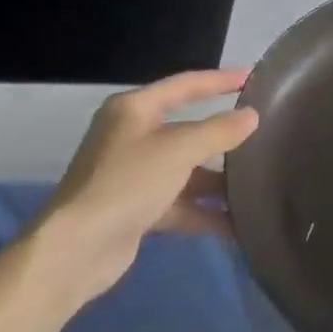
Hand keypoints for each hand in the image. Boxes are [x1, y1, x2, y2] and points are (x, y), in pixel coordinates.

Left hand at [25, 70, 258, 310]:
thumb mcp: (178, 150)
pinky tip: (234, 226)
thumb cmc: (127, 182)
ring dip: (215, 181)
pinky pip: (177, 203)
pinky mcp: (134, 210)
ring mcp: (132, 175)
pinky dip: (202, 212)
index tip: (252, 77)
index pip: (185, 85)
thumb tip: (252, 116)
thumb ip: (219, 131)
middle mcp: (132, 136)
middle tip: (259, 134)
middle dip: (221, 137)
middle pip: (186, 129)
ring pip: (184, 170)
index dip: (219, 80)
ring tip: (254, 185)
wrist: (73, 254)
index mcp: (134, 109)